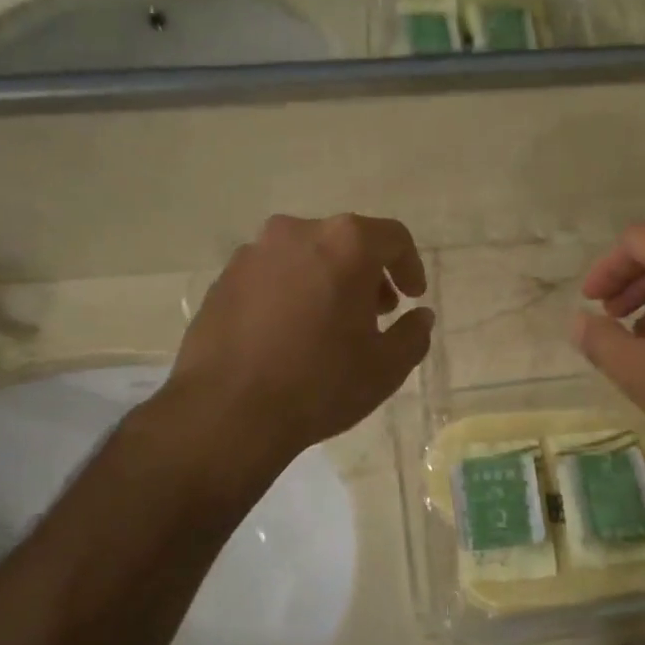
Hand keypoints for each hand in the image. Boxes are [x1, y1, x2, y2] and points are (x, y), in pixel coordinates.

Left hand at [170, 214, 432, 472]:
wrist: (226, 412)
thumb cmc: (320, 383)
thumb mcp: (386, 367)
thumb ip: (414, 334)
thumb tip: (420, 316)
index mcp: (345, 243)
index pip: (392, 238)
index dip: (409, 266)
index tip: (413, 297)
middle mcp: (297, 233)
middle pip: (346, 242)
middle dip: (367, 274)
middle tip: (375, 313)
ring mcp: (254, 253)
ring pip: (306, 256)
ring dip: (327, 280)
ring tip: (330, 325)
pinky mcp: (224, 278)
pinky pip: (271, 275)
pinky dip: (290, 292)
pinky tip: (289, 334)